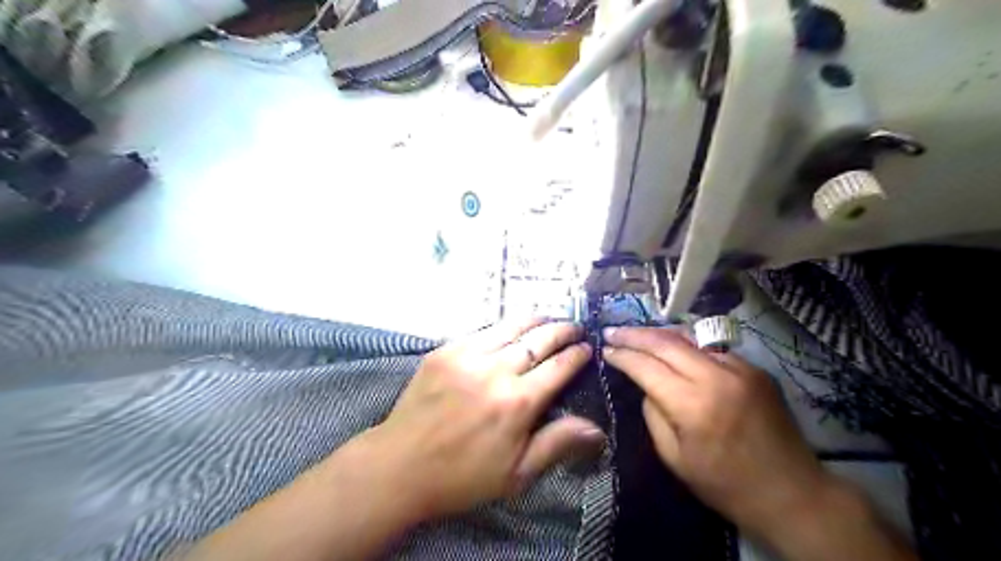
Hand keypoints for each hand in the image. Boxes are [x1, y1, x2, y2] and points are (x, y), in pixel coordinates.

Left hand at [366, 319, 601, 521]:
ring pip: (511, 327)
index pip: (558, 367)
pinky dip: (503, 328)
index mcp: (518, 402)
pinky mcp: (445, 350)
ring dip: (535, 321)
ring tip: (548, 319)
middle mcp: (496, 370)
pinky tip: (510, 330)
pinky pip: (482, 331)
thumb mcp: (517, 473)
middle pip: (538, 340)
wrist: (400, 465)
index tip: (587, 347)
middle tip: (574, 327)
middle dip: (562, 330)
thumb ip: (557, 444)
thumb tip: (598, 429)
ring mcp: (468, 355)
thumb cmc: (463, 476)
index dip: (577, 354)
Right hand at [606, 329, 832, 534]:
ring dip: (658, 334)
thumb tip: (646, 386)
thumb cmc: (725, 484)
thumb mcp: (674, 458)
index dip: (622, 355)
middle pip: (666, 342)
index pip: (646, 366)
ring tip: (636, 333)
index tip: (604, 349)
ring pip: (689, 338)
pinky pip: (711, 349)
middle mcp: (717, 377)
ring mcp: (740, 368)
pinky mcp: (755, 369)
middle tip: (611, 330)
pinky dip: (686, 345)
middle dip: (634, 334)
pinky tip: (673, 348)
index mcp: (693, 405)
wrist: (792, 492)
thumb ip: (653, 414)